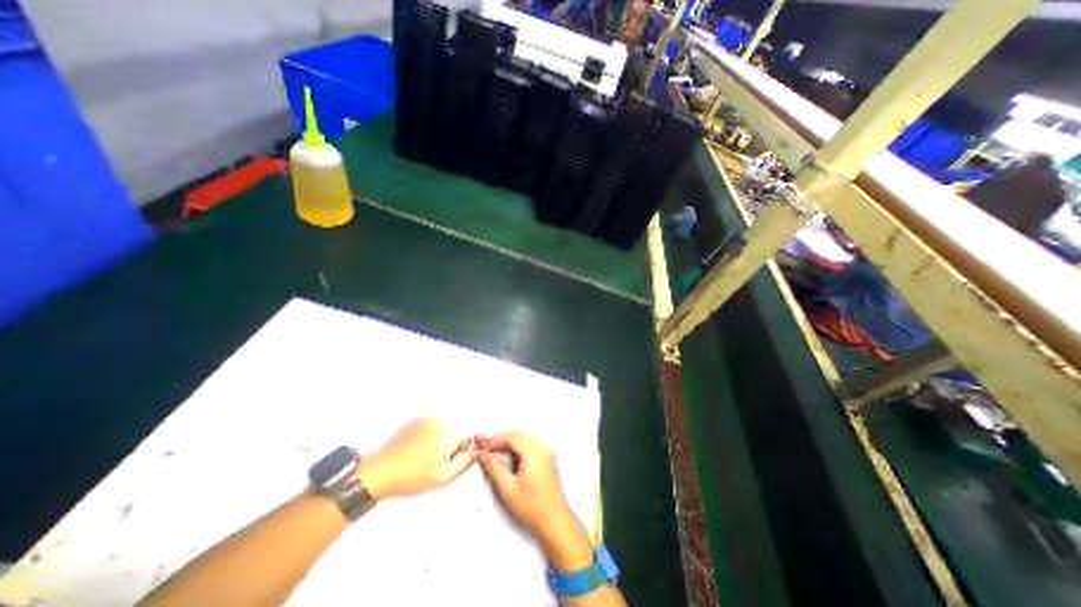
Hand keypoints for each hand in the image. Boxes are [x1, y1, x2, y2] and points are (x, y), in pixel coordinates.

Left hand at [358, 419, 474, 499]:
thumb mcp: (444, 477)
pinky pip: (429, 428)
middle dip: (450, 445)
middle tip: (437, 463)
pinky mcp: (413, 421)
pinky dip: (427, 438)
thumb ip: (464, 462)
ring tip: (424, 459)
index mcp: (449, 431)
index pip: (467, 437)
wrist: (379, 472)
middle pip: (455, 431)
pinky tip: (415, 453)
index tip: (451, 463)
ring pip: (442, 429)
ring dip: (439, 441)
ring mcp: (425, 419)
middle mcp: (439, 420)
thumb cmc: (412, 476)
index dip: (461, 452)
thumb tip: (474, 453)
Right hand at [474, 431, 590, 567]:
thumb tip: (483, 454)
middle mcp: (542, 448)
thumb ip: (494, 468)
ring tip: (495, 454)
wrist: (555, 522)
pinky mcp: (547, 459)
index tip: (484, 447)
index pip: (512, 437)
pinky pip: (530, 445)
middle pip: (519, 435)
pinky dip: (518, 448)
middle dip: (502, 440)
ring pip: (524, 439)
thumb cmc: (533, 508)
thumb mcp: (508, 489)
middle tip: (487, 449)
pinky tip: (509, 459)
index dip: (496, 440)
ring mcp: (546, 452)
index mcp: (534, 453)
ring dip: (509, 443)